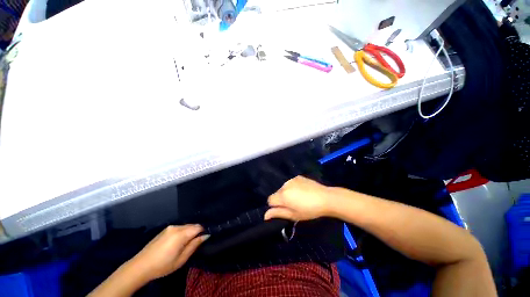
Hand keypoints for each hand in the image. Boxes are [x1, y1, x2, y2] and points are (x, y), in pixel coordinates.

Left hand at [129, 224, 208, 281]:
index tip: (203, 239)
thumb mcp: (181, 259)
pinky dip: (182, 232)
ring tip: (186, 243)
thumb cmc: (163, 265)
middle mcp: (176, 227)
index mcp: (181, 234)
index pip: (198, 227)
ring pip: (186, 226)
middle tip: (195, 243)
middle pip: (192, 225)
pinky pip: (179, 227)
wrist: (140, 266)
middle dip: (196, 232)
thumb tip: (206, 235)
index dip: (203, 231)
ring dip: (189, 232)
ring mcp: (170, 227)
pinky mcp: (165, 229)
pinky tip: (177, 242)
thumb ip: (194, 245)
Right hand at [264, 176, 334, 220]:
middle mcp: (285, 185)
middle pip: (277, 193)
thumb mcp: (293, 215)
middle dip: (281, 199)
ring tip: (300, 198)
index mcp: (282, 195)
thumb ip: (278, 214)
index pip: (270, 200)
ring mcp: (292, 179)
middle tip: (294, 205)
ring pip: (284, 188)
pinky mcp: (298, 177)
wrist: (326, 198)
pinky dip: (293, 187)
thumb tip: (265, 215)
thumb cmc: (310, 210)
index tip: (285, 209)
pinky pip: (291, 183)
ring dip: (287, 193)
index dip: (275, 206)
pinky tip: (303, 191)